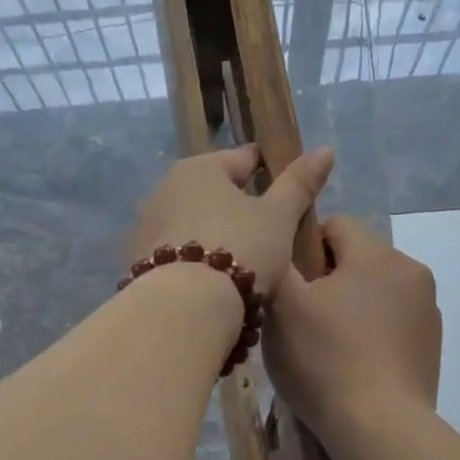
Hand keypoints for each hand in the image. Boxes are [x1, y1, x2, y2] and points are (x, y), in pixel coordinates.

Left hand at [127, 146, 334, 298]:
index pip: (242, 158)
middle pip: (211, 191)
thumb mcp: (278, 217)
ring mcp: (145, 226)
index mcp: (199, 168)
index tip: (285, 188)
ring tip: (239, 261)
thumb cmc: (240, 250)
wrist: (183, 309)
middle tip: (265, 231)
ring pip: (191, 223)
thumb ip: (299, 184)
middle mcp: (164, 189)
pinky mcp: (135, 261)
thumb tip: (325, 150)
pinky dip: (192, 261)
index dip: (267, 170)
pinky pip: (175, 253)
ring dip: (212, 234)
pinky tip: (209, 281)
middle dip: (236, 206)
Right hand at [265, 215, 440, 446]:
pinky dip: (373, 333)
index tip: (291, 288)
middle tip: (304, 321)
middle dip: (329, 280)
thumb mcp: (282, 306)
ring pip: (376, 290)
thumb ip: (279, 261)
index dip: (304, 249)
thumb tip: (282, 242)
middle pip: (357, 258)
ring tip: (328, 347)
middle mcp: (411, 270)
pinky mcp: (432, 344)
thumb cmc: (325, 359)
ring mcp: (428, 309)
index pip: (335, 224)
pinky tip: (355, 365)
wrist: (379, 427)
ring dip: (352, 306)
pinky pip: (393, 321)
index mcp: (377, 253)